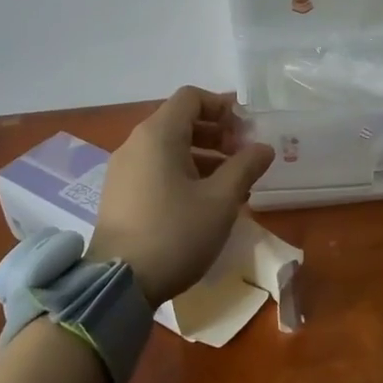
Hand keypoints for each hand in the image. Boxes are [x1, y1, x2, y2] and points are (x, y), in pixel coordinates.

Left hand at [89, 87, 275, 305]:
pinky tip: (204, 202)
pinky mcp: (120, 194)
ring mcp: (124, 170)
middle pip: (180, 121)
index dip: (222, 106)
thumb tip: (263, 147)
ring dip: (203, 155)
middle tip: (243, 156)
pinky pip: (156, 168)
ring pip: (169, 147)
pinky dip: (183, 172)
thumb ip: (245, 167)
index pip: (191, 97)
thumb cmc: (175, 234)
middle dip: (216, 133)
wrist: (119, 285)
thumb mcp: (220, 200)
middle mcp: (136, 143)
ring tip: (231, 184)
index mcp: (158, 135)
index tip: (245, 130)